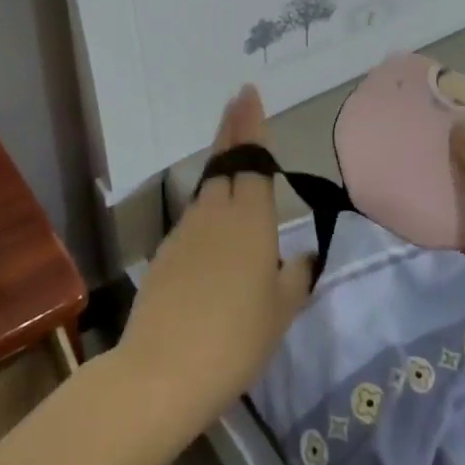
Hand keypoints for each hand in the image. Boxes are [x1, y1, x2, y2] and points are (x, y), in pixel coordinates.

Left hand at [117, 86, 312, 433]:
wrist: (164, 370)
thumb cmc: (237, 340)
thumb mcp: (280, 312)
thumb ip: (294, 278)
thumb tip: (300, 257)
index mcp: (251, 221)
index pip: (253, 161)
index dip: (252, 126)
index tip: (248, 94)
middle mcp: (216, 215)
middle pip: (224, 162)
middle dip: (232, 129)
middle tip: (237, 101)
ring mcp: (186, 232)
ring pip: (207, 187)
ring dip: (219, 164)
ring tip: (231, 153)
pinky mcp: (166, 254)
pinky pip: (194, 217)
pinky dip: (207, 205)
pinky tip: (215, 224)